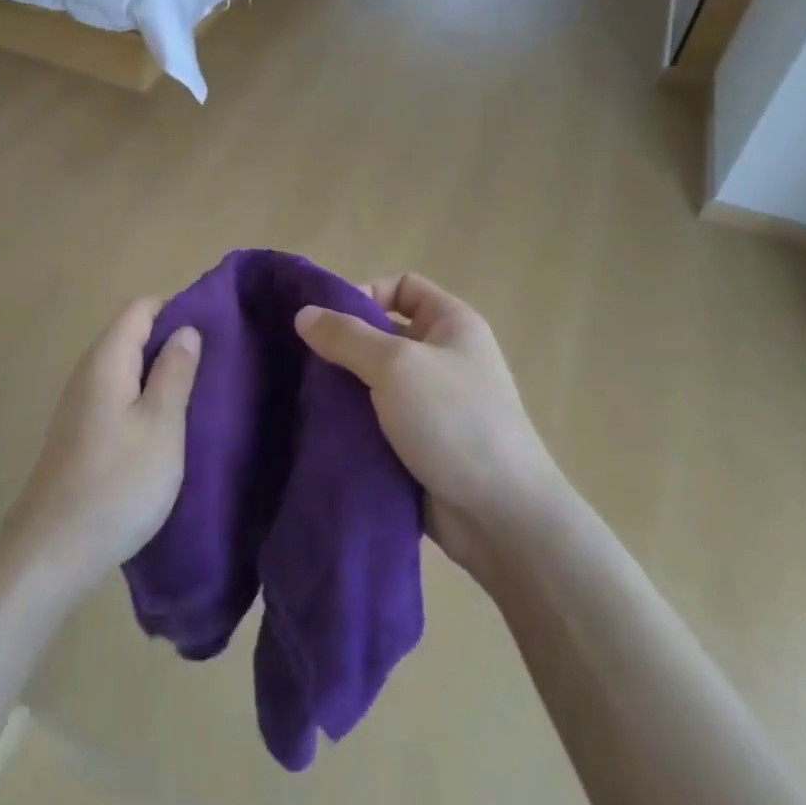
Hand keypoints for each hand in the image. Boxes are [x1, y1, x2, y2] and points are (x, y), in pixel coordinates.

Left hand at [4, 300, 200, 595]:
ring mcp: (80, 403)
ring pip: (127, 368)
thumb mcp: (161, 425)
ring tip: (198, 396)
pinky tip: (166, 427)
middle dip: (172, 343)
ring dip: (160, 375)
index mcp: (107, 360)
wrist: (53, 551)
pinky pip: (118, 396)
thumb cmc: (117, 484)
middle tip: (214, 366)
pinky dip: (144, 400)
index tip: (214, 332)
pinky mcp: (80, 432)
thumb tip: (186, 329)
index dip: (177, 310)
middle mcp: (88, 372)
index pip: (141, 307)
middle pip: (132, 334)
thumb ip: (175, 372)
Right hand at [295, 276, 559, 582]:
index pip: (402, 286)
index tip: (331, 322)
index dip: (366, 293)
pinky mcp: (421, 443)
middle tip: (306, 362)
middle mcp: (444, 356)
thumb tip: (303, 313)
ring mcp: (434, 403)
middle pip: (384, 333)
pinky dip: (355, 422)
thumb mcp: (396, 366)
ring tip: (307, 397)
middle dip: (345, 344)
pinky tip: (324, 429)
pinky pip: (379, 419)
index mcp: (452, 324)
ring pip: (376, 379)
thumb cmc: (455, 421)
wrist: (502, 517)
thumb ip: (347, 336)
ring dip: (345, 387)